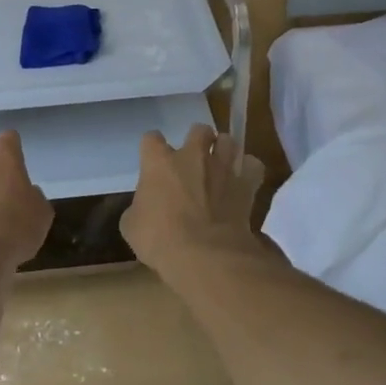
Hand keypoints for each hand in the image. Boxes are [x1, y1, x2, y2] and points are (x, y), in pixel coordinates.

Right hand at [121, 124, 264, 273]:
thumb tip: (146, 207)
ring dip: (224, 150)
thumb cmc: (160, 239)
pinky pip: (253, 166)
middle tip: (194, 160)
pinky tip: (243, 181)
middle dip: (197, 140)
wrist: (204, 254)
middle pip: (198, 130)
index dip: (151, 148)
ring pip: (228, 140)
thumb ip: (139, 207)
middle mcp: (192, 156)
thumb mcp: (132, 226)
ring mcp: (222, 167)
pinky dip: (249, 170)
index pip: (151, 138)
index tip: (152, 161)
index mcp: (158, 162)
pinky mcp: (246, 184)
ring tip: (221, 165)